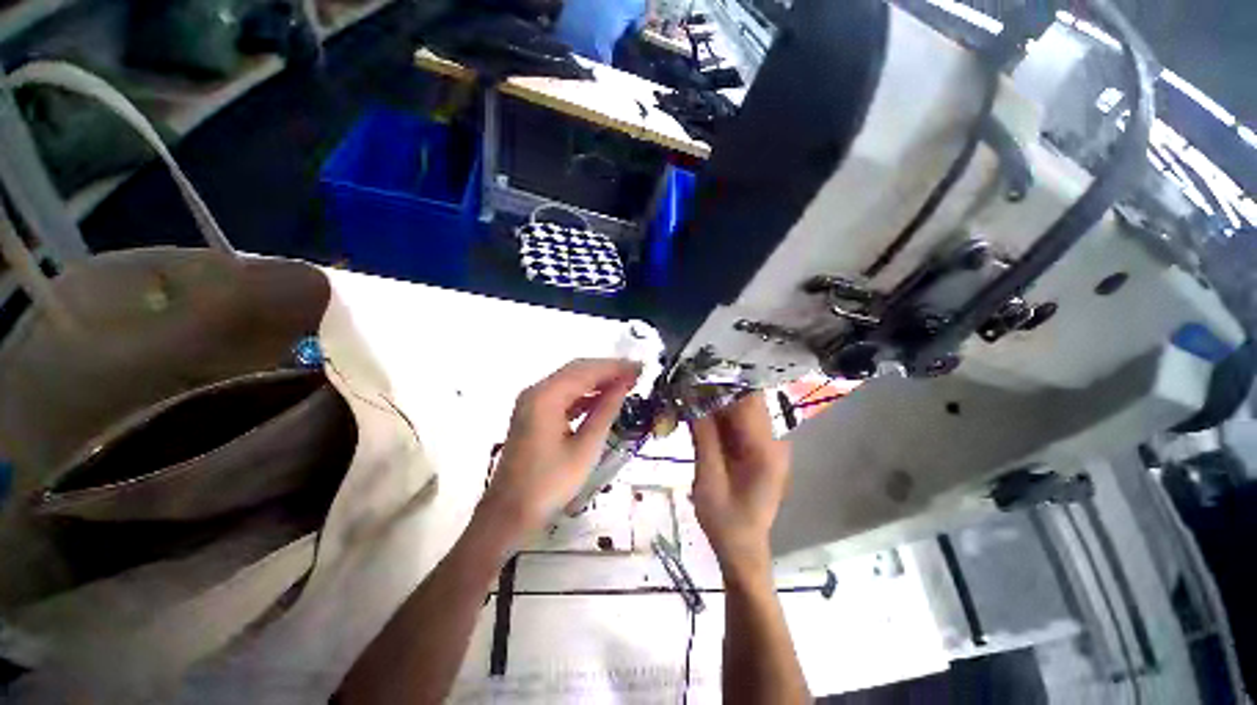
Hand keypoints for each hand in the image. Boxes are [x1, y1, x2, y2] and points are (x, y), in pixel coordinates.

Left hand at [480, 359, 639, 538]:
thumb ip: (605, 412)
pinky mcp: (533, 413)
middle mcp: (536, 391)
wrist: (509, 513)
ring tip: (625, 384)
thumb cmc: (549, 484)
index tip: (641, 368)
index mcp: (546, 397)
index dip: (615, 367)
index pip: (586, 371)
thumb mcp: (585, 449)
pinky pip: (563, 394)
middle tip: (636, 374)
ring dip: (597, 380)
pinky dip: (585, 394)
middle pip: (577, 370)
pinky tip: (603, 398)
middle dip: (608, 370)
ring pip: (570, 380)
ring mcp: (532, 401)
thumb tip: (623, 386)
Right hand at [690, 392, 790, 580]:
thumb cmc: (725, 521)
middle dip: (717, 388)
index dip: (723, 382)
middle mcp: (773, 440)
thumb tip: (692, 397)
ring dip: (716, 400)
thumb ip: (703, 437)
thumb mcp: (707, 480)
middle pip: (747, 400)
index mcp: (765, 450)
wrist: (743, 549)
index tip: (695, 374)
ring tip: (688, 393)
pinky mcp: (758, 448)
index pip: (748, 400)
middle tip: (686, 383)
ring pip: (742, 408)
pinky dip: (719, 414)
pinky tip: (699, 412)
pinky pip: (738, 422)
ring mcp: (768, 444)